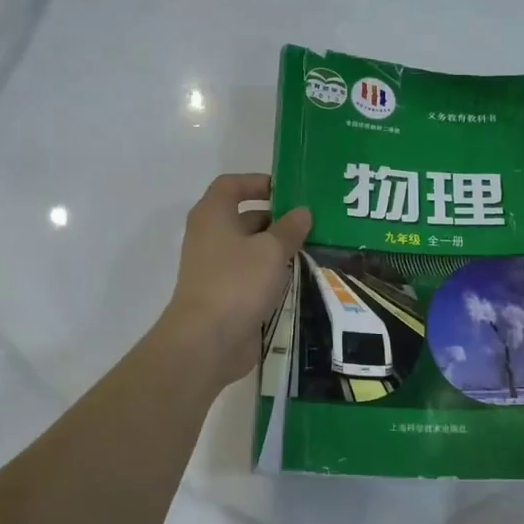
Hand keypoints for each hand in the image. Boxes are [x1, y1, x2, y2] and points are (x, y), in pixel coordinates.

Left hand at [160, 173, 311, 388]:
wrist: (207, 341)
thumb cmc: (237, 282)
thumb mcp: (271, 250)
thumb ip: (290, 229)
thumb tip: (302, 212)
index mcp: (213, 215)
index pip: (231, 185)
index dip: (258, 182)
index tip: (288, 190)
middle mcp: (211, 237)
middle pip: (245, 218)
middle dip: (278, 220)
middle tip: (314, 224)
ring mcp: (217, 269)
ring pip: (252, 251)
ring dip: (280, 250)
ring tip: (316, 250)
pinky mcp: (227, 297)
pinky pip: (253, 277)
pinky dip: (274, 276)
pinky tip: (302, 280)